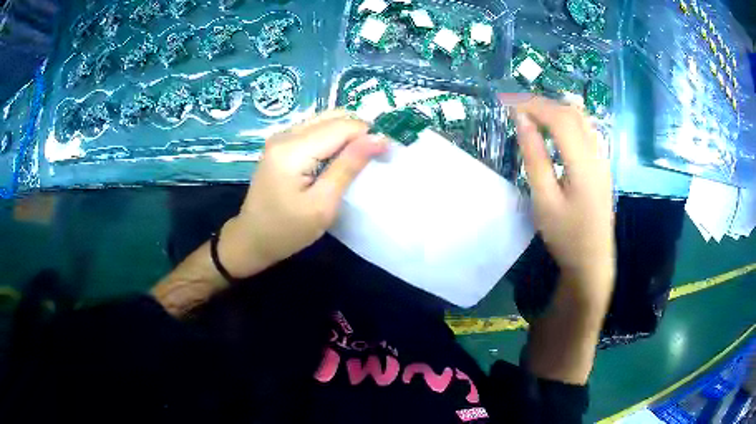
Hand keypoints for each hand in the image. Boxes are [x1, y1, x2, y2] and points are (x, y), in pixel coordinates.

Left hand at [220, 110, 387, 278]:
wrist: (252, 239)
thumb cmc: (287, 231)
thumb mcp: (322, 204)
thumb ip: (349, 166)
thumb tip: (379, 138)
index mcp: (293, 149)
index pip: (342, 126)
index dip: (369, 135)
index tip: (387, 154)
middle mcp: (285, 134)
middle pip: (334, 117)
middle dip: (360, 131)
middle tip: (375, 156)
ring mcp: (281, 137)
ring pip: (325, 120)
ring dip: (347, 134)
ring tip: (361, 158)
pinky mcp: (281, 144)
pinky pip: (314, 130)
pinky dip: (333, 138)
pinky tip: (339, 158)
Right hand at [514, 96, 614, 305]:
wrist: (592, 261)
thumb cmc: (566, 235)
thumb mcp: (545, 200)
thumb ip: (534, 158)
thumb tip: (523, 121)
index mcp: (584, 163)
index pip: (560, 118)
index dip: (534, 105)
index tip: (509, 103)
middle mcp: (597, 154)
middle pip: (573, 114)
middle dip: (544, 104)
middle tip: (517, 107)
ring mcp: (603, 159)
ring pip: (582, 120)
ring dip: (557, 110)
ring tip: (533, 115)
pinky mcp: (602, 166)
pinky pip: (587, 131)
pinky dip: (568, 121)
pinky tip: (557, 130)